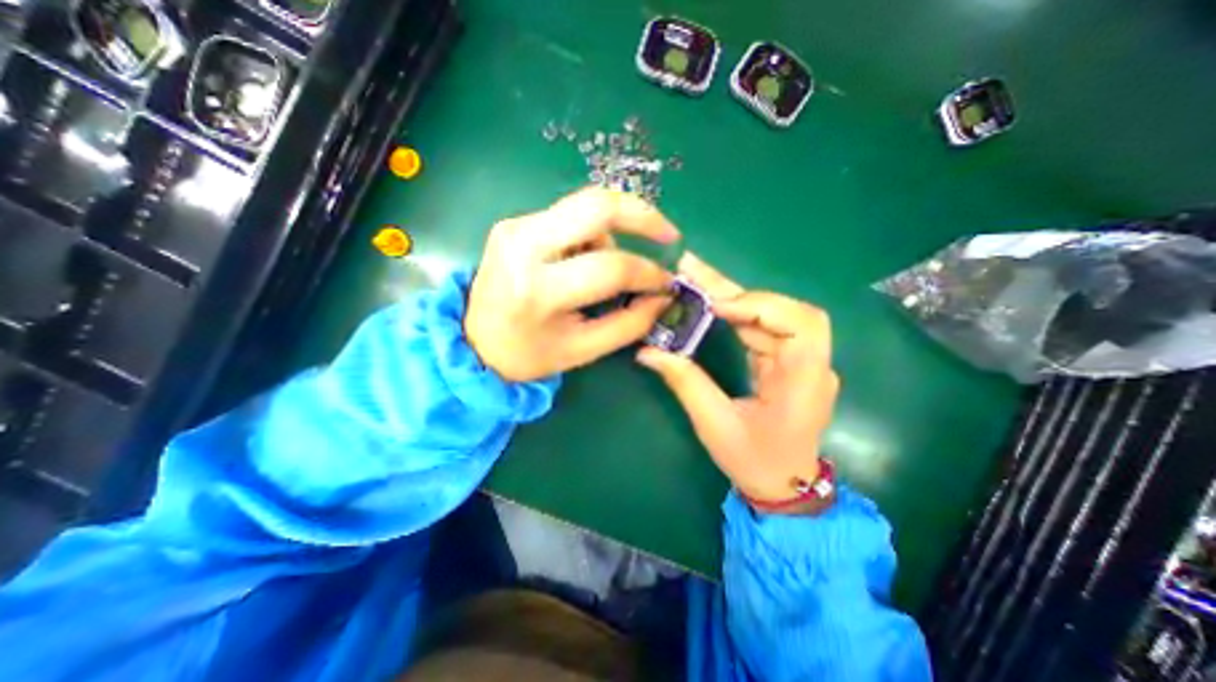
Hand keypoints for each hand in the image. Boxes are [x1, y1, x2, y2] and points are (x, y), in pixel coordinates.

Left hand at [464, 186, 679, 382]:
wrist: (473, 341)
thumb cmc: (528, 354)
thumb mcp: (583, 349)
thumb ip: (629, 324)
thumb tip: (663, 298)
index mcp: (539, 289)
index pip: (610, 267)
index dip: (648, 273)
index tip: (667, 283)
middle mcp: (523, 245)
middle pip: (597, 206)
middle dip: (643, 215)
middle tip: (669, 235)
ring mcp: (515, 227)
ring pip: (585, 206)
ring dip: (614, 230)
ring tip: (611, 265)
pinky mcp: (514, 223)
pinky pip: (568, 214)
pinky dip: (592, 232)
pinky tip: (587, 259)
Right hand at [632, 254, 841, 505]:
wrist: (782, 486)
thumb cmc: (754, 461)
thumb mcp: (714, 424)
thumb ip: (685, 382)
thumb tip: (649, 351)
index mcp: (805, 383)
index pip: (801, 324)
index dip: (760, 306)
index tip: (715, 307)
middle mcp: (810, 364)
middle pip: (783, 310)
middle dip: (737, 290)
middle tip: (693, 269)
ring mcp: (800, 361)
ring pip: (770, 315)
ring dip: (732, 296)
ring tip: (695, 279)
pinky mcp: (784, 362)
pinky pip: (761, 328)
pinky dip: (735, 314)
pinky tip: (709, 304)